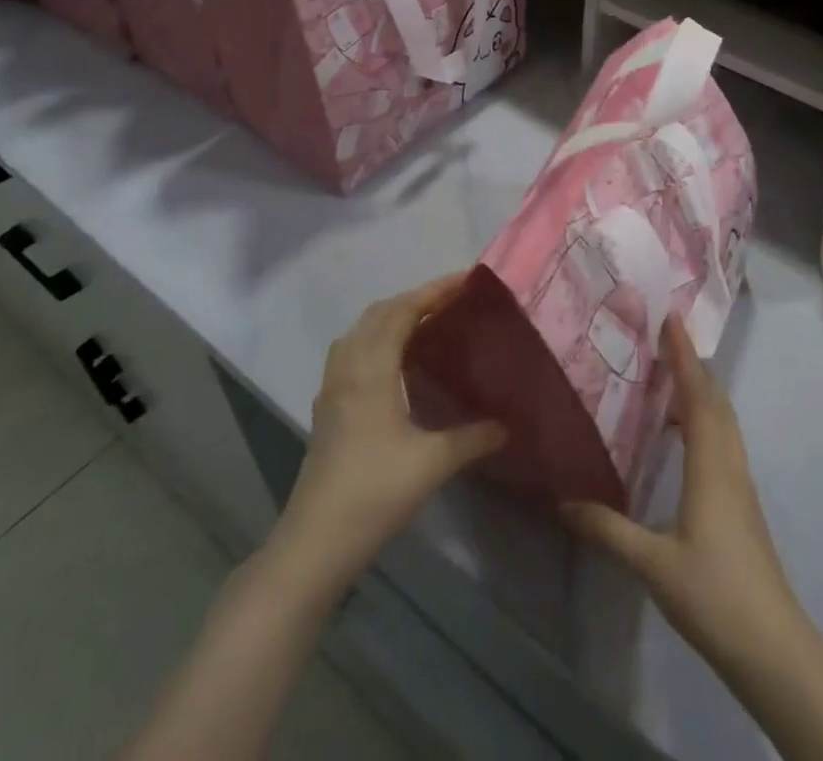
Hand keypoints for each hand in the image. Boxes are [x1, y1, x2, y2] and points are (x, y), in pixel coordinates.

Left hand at [272, 274, 505, 592]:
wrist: (315, 543)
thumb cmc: (375, 491)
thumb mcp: (434, 462)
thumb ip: (473, 437)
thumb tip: (507, 425)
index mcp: (371, 369)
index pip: (402, 310)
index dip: (434, 291)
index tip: (467, 280)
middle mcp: (348, 367)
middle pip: (379, 313)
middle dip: (416, 299)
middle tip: (453, 301)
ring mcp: (332, 388)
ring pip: (361, 331)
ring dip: (392, 317)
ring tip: (427, 324)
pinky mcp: (327, 408)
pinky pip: (351, 353)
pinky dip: (376, 340)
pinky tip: (396, 363)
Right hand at [563, 316, 811, 672]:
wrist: (772, 645)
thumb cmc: (713, 593)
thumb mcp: (652, 564)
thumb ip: (608, 529)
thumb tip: (564, 500)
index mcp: (710, 464)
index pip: (698, 394)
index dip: (684, 355)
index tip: (672, 319)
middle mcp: (729, 462)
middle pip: (715, 399)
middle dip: (692, 365)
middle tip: (663, 341)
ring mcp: (740, 483)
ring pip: (723, 421)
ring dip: (700, 392)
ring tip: (668, 381)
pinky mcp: (743, 502)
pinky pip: (724, 442)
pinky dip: (704, 421)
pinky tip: (682, 440)